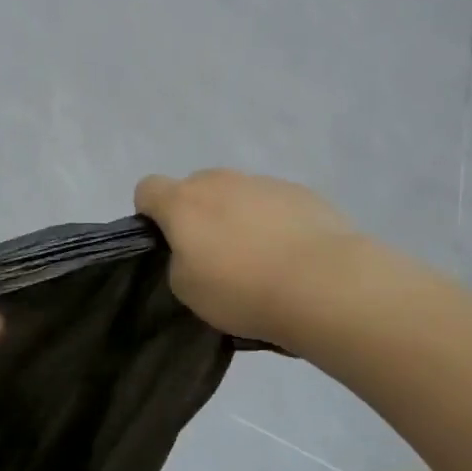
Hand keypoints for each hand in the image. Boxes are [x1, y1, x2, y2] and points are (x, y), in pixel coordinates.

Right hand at [135, 170, 357, 347]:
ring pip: (237, 195)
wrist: (324, 284)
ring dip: (238, 218)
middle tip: (214, 257)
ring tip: (260, 262)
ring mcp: (264, 182)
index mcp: (183, 201)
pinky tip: (291, 257)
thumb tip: (195, 249)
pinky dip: (274, 223)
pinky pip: (273, 204)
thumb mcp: (186, 289)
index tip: (167, 243)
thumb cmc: (242, 289)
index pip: (147, 188)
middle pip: (195, 188)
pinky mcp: (302, 192)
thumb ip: (178, 260)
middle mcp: (221, 181)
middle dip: (197, 215)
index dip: (150, 214)